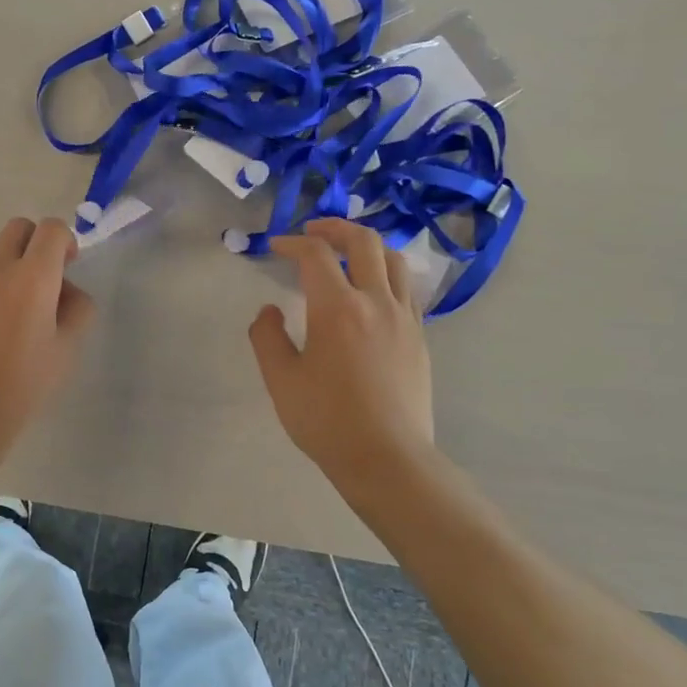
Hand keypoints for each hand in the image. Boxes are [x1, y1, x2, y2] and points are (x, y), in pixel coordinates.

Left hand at [0, 217, 96, 454]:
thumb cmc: (23, 384)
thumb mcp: (67, 349)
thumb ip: (78, 307)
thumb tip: (66, 288)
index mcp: (35, 278)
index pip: (53, 230)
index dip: (65, 242)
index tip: (65, 267)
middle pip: (20, 228)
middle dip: (35, 245)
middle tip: (38, 279)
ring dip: (4, 256)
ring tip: (4, 292)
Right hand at [249, 219, 435, 486]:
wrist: (386, 458)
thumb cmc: (326, 420)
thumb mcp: (280, 380)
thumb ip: (267, 337)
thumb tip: (269, 310)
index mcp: (337, 308)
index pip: (315, 255)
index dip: (292, 243)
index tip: (275, 247)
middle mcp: (376, 302)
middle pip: (363, 242)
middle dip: (335, 227)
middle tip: (313, 230)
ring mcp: (405, 318)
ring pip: (393, 260)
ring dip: (367, 246)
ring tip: (347, 252)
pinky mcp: (420, 337)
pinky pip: (406, 289)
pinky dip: (386, 274)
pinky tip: (372, 291)